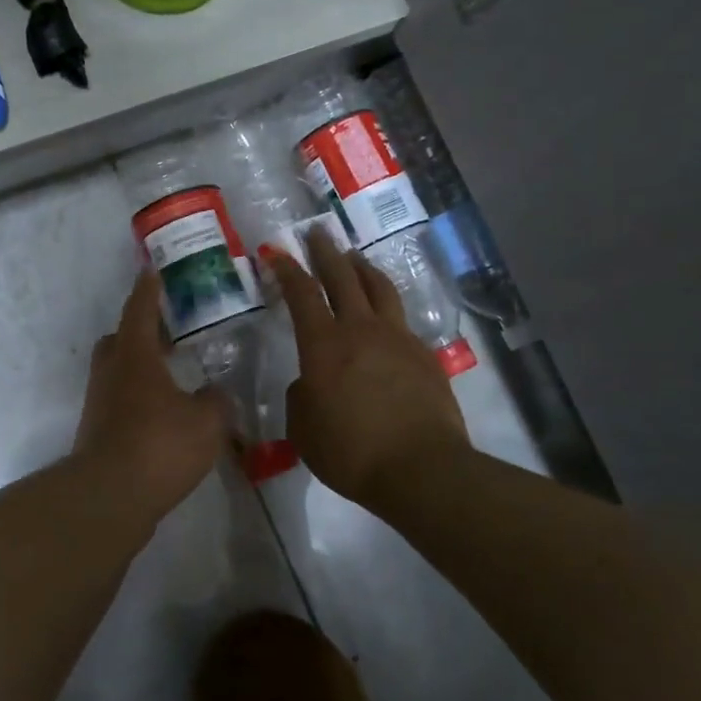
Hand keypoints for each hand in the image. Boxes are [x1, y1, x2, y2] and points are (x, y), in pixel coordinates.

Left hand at [72, 268, 228, 515]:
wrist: (110, 496)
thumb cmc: (160, 445)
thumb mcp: (207, 421)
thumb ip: (216, 402)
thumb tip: (216, 394)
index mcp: (135, 356)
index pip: (141, 310)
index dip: (149, 289)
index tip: (153, 270)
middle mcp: (111, 372)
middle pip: (120, 339)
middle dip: (142, 331)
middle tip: (170, 333)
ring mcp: (99, 402)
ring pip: (117, 371)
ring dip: (140, 366)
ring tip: (172, 376)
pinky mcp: (97, 430)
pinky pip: (119, 400)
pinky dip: (138, 397)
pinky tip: (163, 414)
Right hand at [265, 227, 470, 511]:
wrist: (421, 468)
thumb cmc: (351, 451)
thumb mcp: (303, 429)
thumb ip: (301, 396)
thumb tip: (310, 382)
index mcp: (324, 345)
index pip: (302, 294)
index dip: (287, 270)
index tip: (277, 252)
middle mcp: (361, 329)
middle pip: (342, 277)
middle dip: (326, 252)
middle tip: (316, 233)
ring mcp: (397, 338)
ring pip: (378, 288)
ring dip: (362, 267)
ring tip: (354, 257)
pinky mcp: (423, 354)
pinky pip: (401, 318)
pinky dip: (386, 305)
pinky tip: (383, 314)